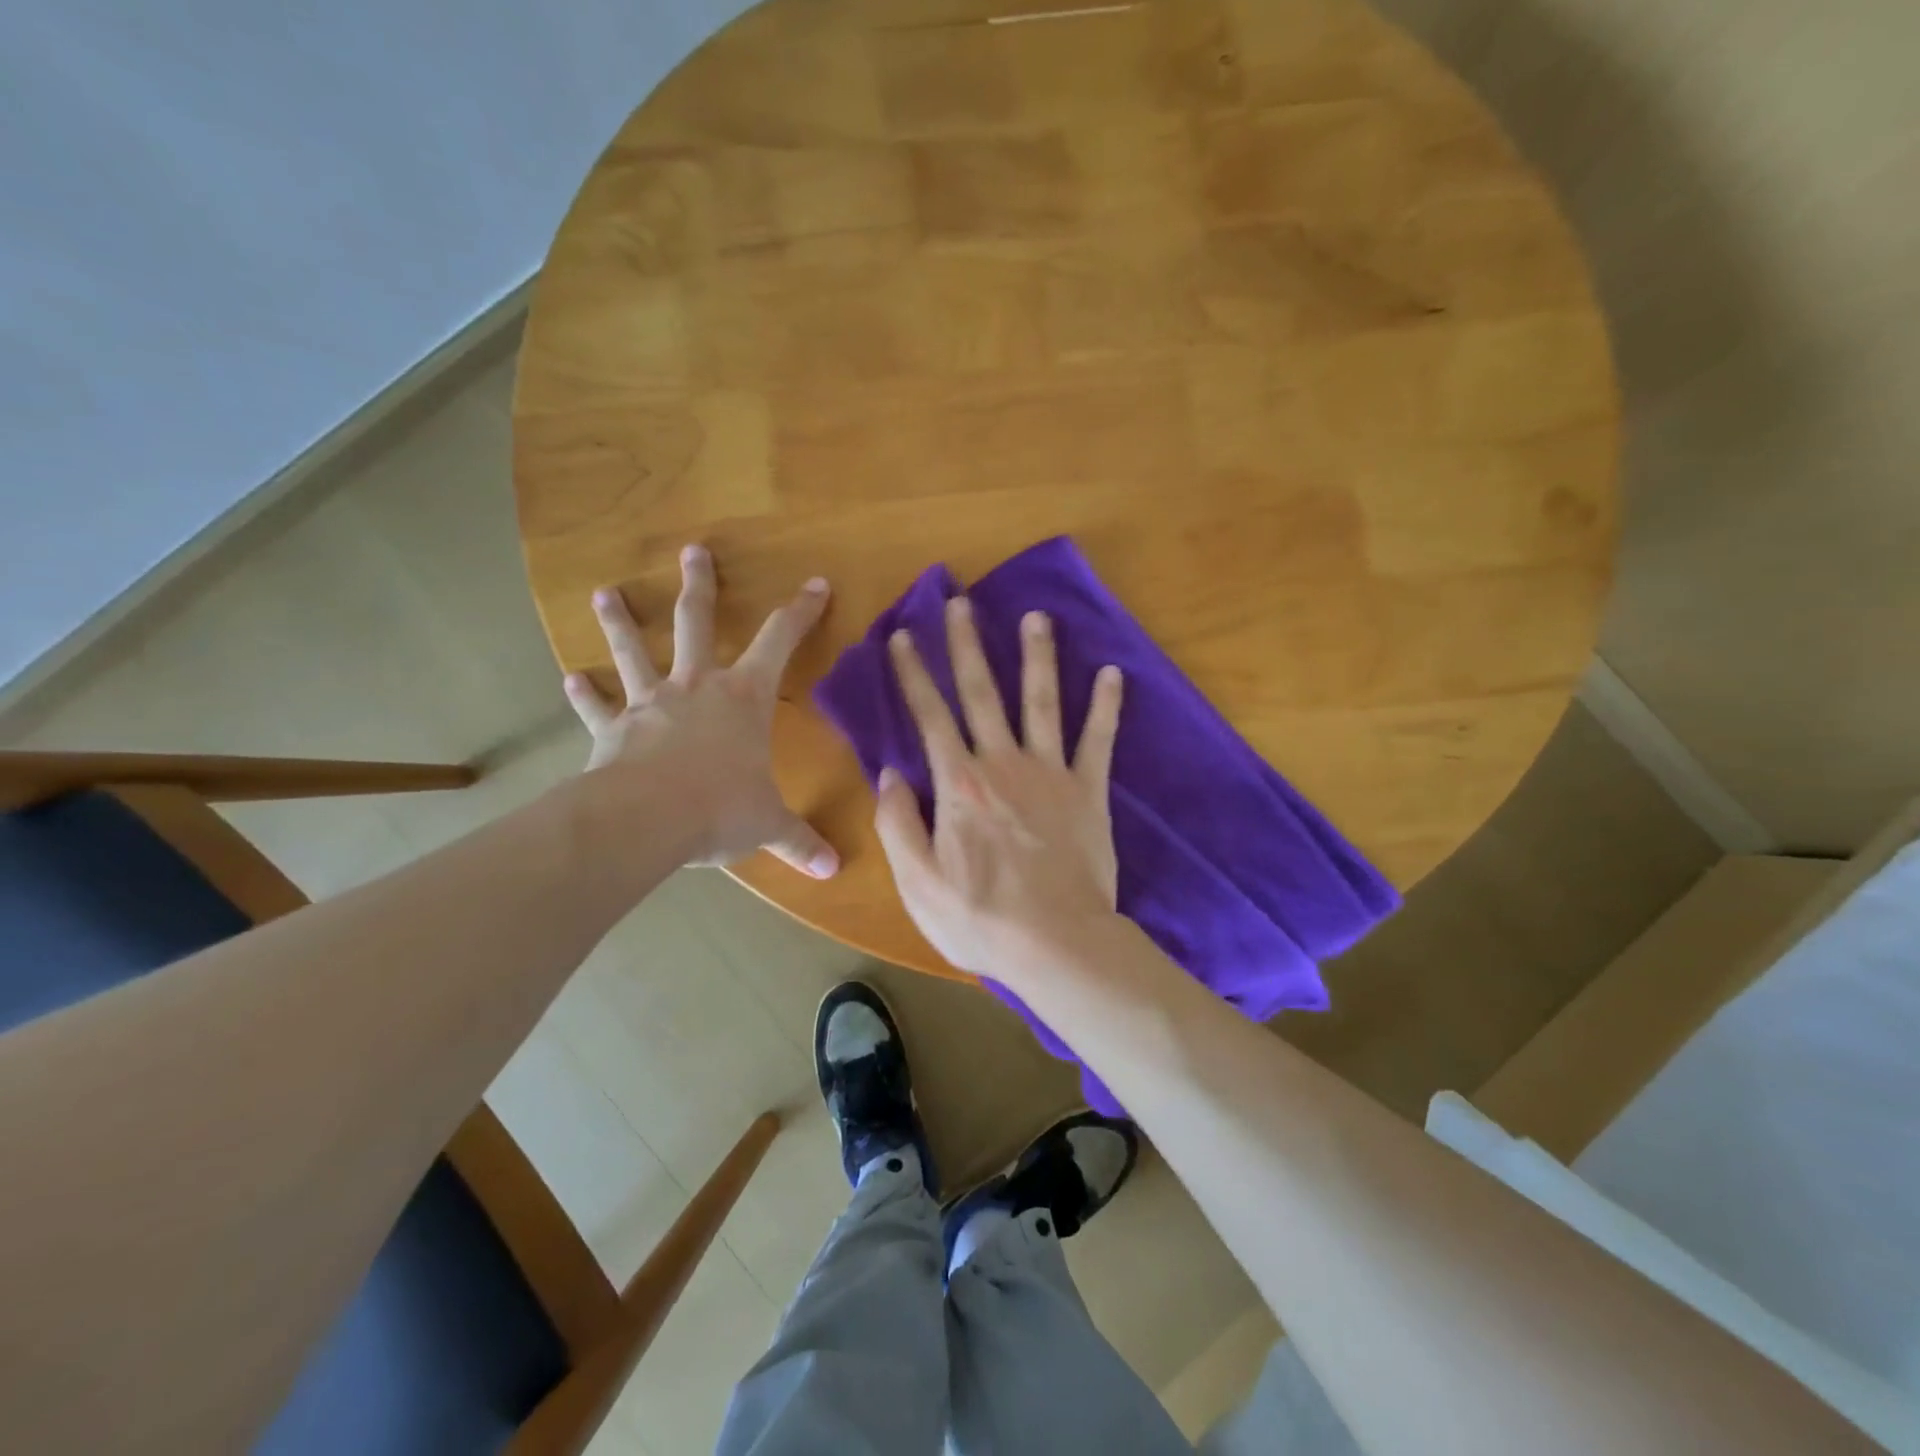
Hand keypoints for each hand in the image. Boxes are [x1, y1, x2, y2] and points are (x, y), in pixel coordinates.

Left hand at [563, 544, 839, 878]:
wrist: (646, 819)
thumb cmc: (720, 808)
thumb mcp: (768, 825)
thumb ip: (800, 841)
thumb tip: (834, 870)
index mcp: (744, 698)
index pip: (781, 641)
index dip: (801, 611)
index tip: (815, 583)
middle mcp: (697, 687)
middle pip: (697, 622)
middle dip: (699, 585)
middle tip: (691, 550)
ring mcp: (650, 704)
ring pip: (634, 652)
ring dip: (620, 622)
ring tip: (603, 593)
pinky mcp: (613, 731)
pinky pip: (597, 708)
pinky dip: (584, 696)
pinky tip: (570, 680)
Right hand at [874, 594, 1123, 980]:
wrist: (1057, 944)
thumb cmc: (980, 919)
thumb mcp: (917, 882)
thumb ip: (898, 823)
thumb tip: (889, 773)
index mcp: (959, 784)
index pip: (930, 716)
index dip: (912, 675)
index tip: (901, 637)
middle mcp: (1003, 764)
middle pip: (983, 693)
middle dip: (968, 645)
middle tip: (961, 602)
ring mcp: (1050, 773)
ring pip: (1041, 702)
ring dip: (1036, 656)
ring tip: (1035, 616)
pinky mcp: (1089, 791)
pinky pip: (1098, 739)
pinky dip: (1105, 706)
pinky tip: (1112, 672)